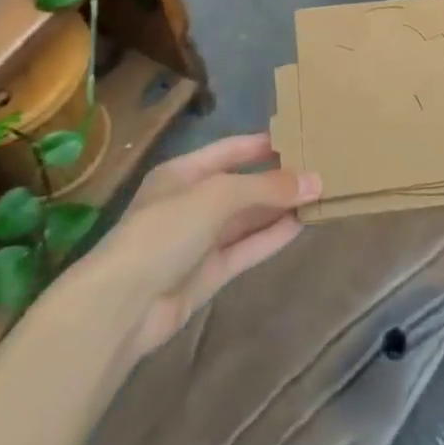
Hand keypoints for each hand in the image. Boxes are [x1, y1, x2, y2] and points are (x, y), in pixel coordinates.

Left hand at [87, 133, 319, 358]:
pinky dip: (271, 237)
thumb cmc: (165, 231)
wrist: (123, 305)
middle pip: (242, 185)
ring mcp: (200, 240)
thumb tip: (316, 181)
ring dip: (279, 208)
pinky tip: (301, 225)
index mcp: (184, 173)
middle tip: (320, 170)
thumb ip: (267, 188)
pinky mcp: (208, 274)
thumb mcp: (217, 196)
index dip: (263, 145)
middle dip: (277, 179)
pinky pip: (246, 248)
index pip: (230, 150)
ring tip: (319, 195)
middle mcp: (192, 202)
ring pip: (247, 218)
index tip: (300, 139)